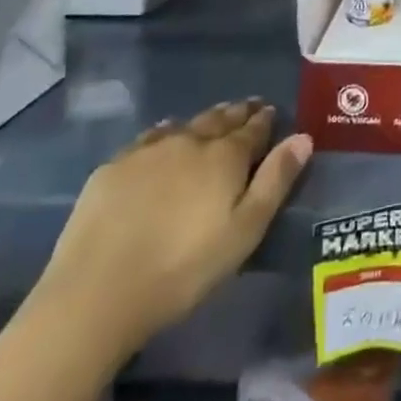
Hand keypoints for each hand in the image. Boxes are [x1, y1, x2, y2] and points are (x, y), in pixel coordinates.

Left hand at [32, 100, 311, 362]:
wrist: (97, 292)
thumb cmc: (183, 269)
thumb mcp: (243, 232)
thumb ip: (276, 181)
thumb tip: (303, 137)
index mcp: (225, 156)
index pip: (253, 128)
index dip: (265, 119)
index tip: (271, 111)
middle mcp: (190, 140)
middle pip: (220, 119)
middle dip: (237, 113)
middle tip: (247, 108)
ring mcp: (149, 150)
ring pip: (185, 124)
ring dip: (202, 122)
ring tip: (210, 122)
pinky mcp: (114, 167)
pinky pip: (149, 138)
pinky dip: (164, 135)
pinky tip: (162, 142)